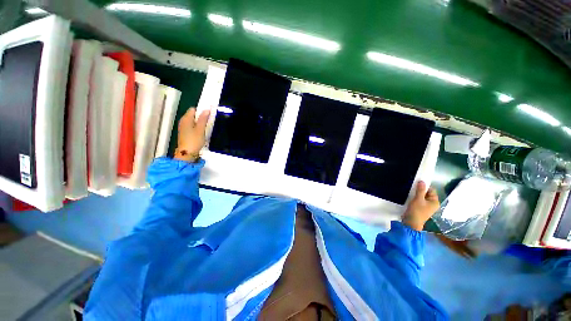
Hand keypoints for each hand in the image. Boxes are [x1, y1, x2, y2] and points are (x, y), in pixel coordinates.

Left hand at [174, 108, 210, 162]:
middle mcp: (183, 121)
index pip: (193, 109)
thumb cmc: (194, 140)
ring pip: (193, 121)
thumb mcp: (200, 129)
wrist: (187, 153)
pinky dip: (197, 127)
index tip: (209, 115)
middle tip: (209, 122)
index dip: (201, 111)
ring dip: (199, 122)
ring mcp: (183, 127)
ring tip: (206, 127)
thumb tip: (207, 109)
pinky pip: (192, 126)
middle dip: (201, 117)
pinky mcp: (185, 133)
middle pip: (193, 115)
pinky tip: (201, 132)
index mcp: (186, 119)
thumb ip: (203, 119)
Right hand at [402, 181, 439, 230]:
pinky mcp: (421, 208)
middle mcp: (432, 204)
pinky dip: (415, 198)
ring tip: (410, 192)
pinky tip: (410, 197)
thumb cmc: (416, 211)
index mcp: (435, 201)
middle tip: (412, 188)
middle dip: (420, 190)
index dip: (424, 186)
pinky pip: (419, 200)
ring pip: (422, 197)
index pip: (431, 190)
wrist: (411, 222)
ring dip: (417, 194)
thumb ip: (420, 190)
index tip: (416, 184)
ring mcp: (427, 207)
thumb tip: (422, 181)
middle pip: (427, 193)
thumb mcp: (418, 199)